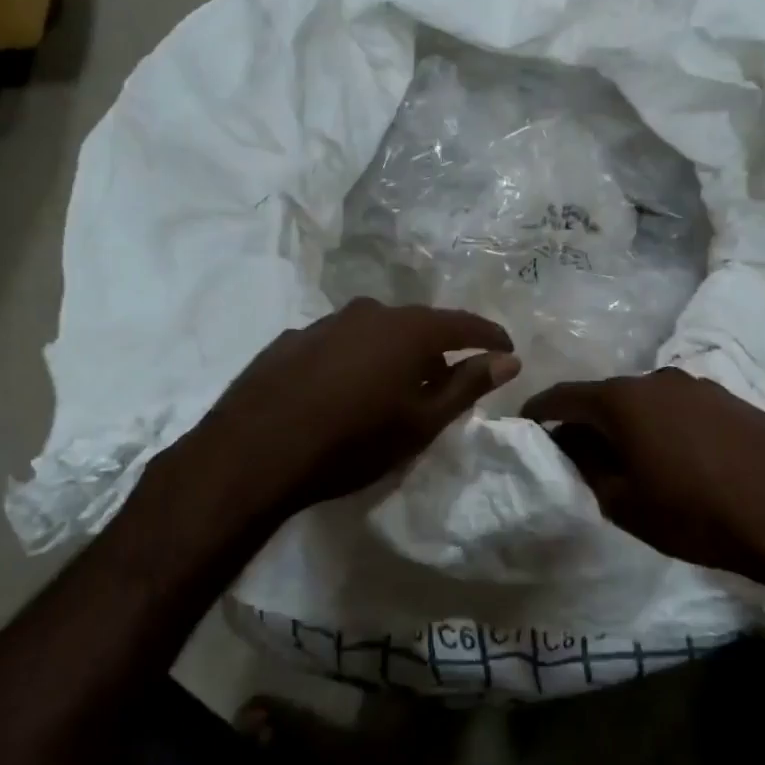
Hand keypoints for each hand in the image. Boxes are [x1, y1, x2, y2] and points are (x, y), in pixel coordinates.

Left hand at [193, 297, 520, 519]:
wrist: (255, 451)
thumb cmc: (353, 440)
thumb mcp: (421, 422)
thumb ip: (467, 385)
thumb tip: (508, 359)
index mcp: (406, 329)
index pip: (462, 323)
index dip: (488, 336)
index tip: (506, 348)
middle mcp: (367, 313)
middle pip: (417, 325)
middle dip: (438, 348)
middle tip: (447, 379)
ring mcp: (324, 323)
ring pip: (375, 331)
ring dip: (393, 353)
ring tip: (394, 387)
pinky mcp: (291, 340)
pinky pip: (339, 343)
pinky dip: (355, 359)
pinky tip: (343, 389)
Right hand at [522, 369, 764, 588]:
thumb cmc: (695, 514)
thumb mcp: (626, 503)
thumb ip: (589, 468)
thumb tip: (572, 446)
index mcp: (625, 401)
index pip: (567, 396)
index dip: (541, 409)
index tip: (526, 422)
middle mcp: (660, 380)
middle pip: (609, 396)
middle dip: (589, 421)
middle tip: (579, 451)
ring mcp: (702, 387)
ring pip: (649, 401)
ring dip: (632, 424)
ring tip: (633, 457)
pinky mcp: (734, 401)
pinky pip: (685, 409)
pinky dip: (669, 427)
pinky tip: (682, 458)